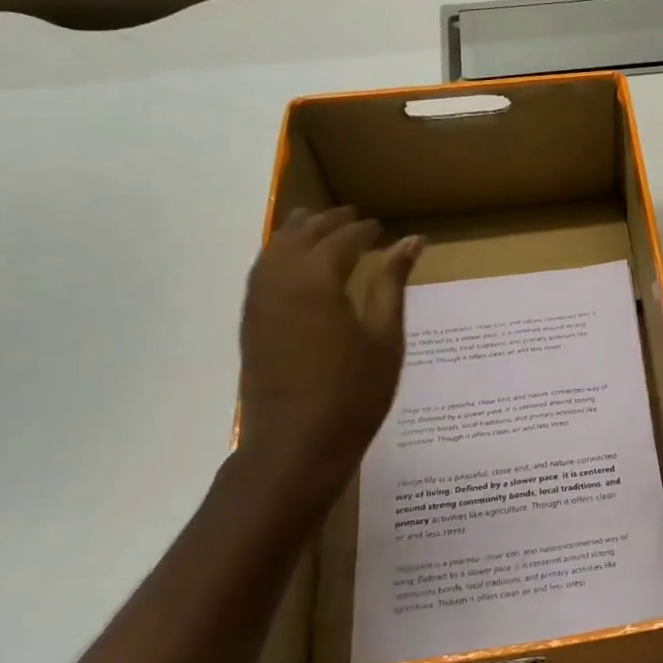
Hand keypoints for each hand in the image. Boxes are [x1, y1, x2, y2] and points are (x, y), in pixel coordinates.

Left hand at [238, 207, 423, 486]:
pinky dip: (278, 254)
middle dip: (328, 221)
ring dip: (298, 232)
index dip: (364, 230)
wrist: (294, 445)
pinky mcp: (250, 322)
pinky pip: (261, 271)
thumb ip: (392, 284)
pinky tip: (292, 263)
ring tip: (318, 224)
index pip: (342, 239)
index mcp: (317, 280)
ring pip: (273, 249)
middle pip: (302, 235)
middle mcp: (281, 280)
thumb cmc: (352, 394)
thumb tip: (412, 241)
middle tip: (354, 216)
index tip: (382, 226)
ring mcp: (259, 302)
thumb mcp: (385, 338)